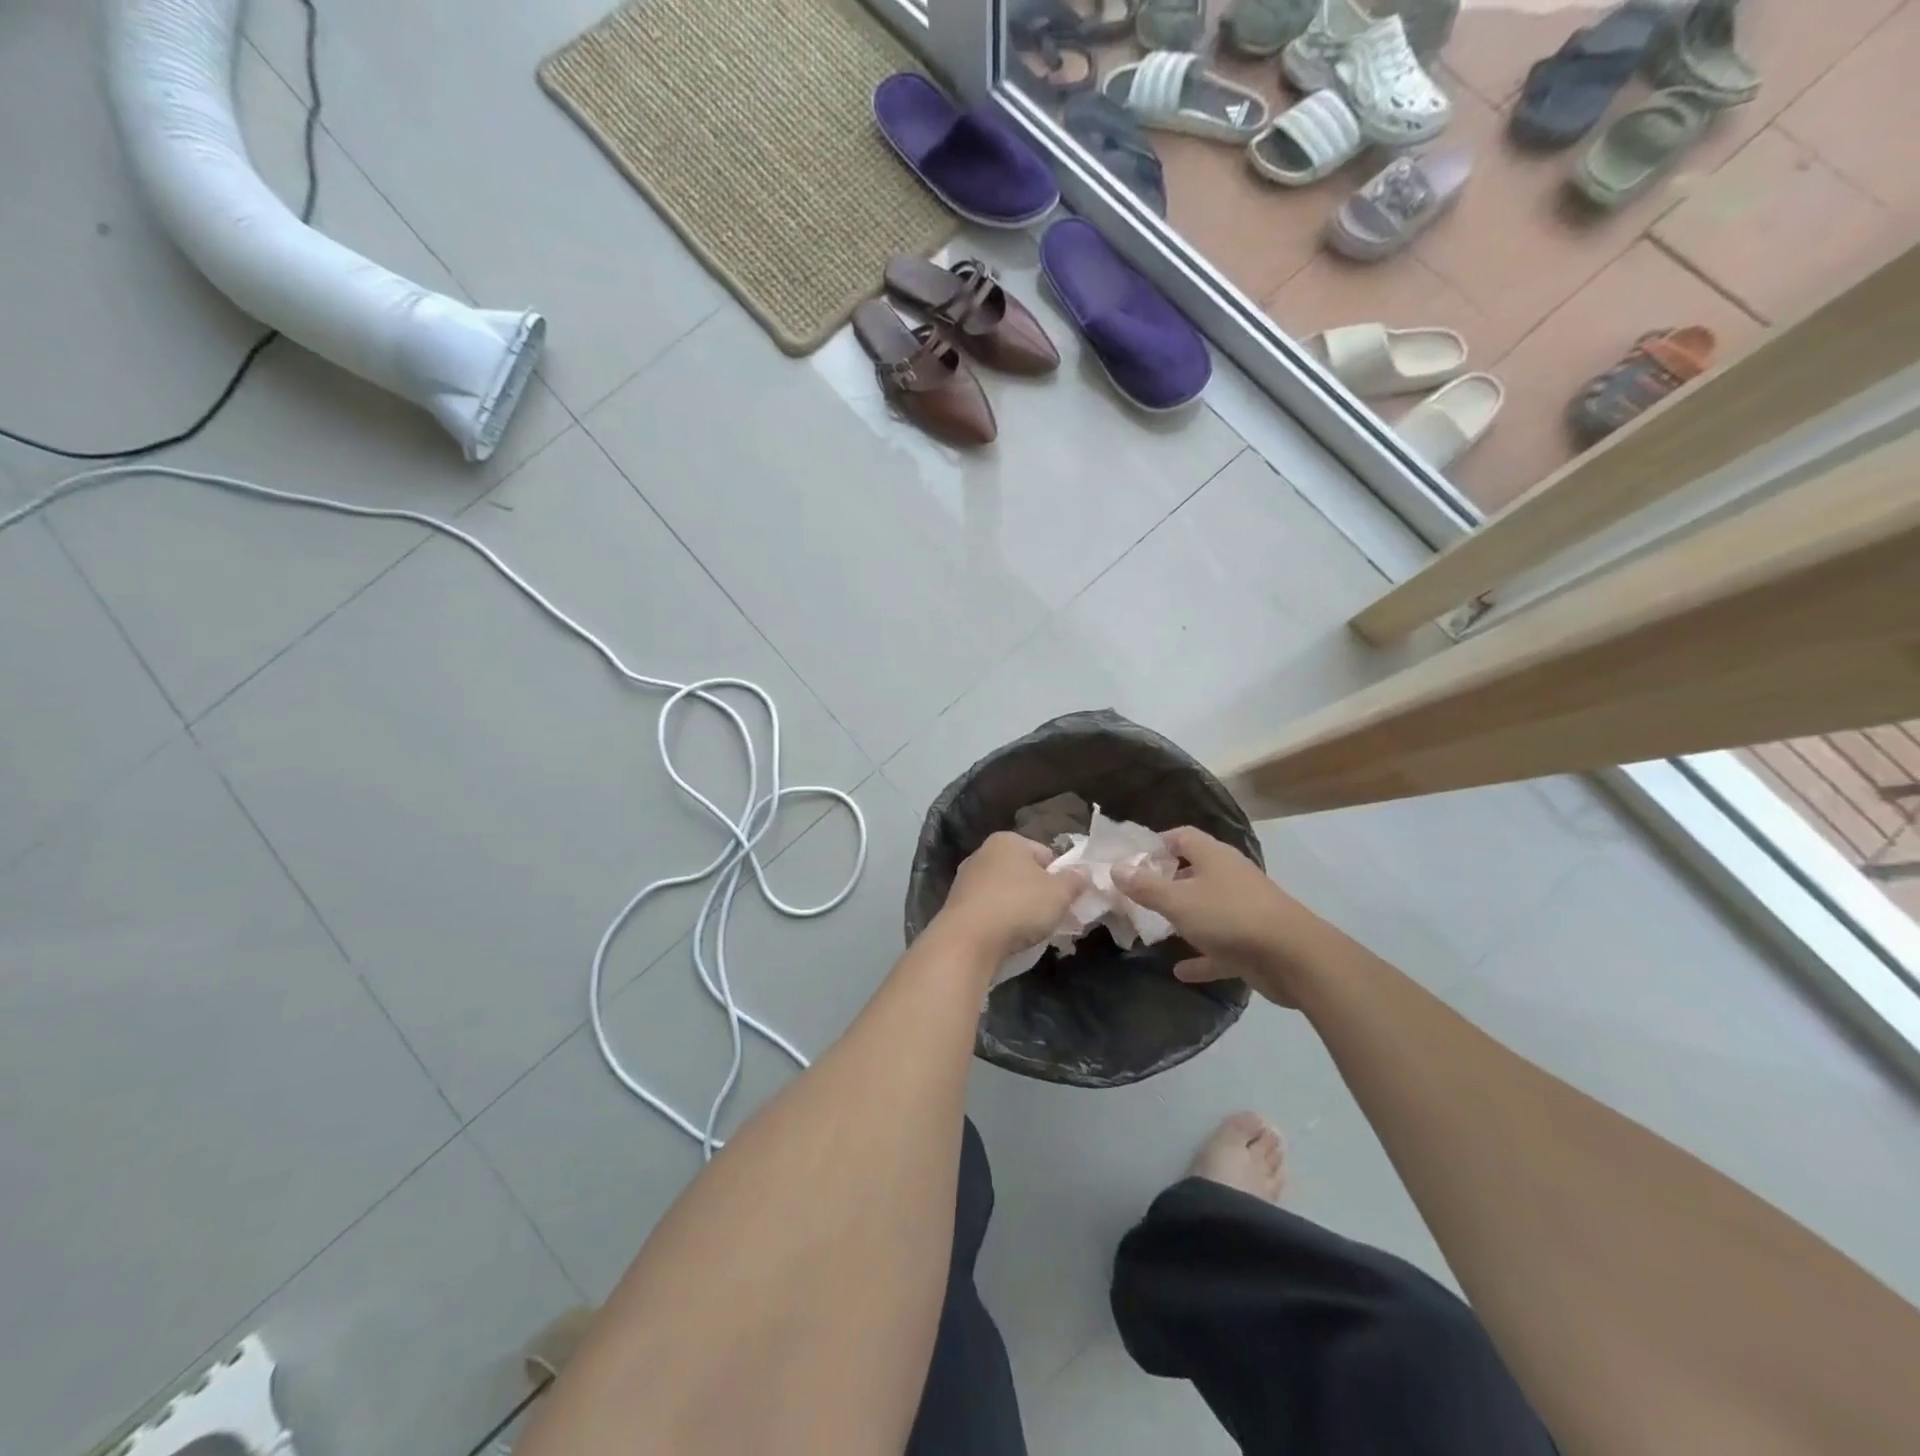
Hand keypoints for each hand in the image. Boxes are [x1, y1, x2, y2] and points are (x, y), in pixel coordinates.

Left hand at [936, 832, 1085, 962]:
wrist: (968, 940)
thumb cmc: (1019, 906)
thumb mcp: (1059, 893)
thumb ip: (1075, 880)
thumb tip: (1084, 871)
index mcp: (1008, 841)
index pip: (1045, 854)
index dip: (1061, 876)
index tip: (1066, 899)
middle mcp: (983, 853)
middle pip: (1024, 872)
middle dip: (1039, 893)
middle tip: (1052, 916)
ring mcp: (966, 879)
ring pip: (1005, 891)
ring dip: (1019, 907)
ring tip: (1030, 931)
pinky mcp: (957, 904)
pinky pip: (989, 908)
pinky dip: (1000, 919)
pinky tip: (1007, 936)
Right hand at [1115, 827, 1315, 1005]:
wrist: (1293, 957)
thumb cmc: (1229, 916)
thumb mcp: (1177, 901)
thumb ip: (1144, 886)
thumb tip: (1115, 868)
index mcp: (1213, 856)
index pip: (1181, 837)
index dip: (1156, 844)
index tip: (1130, 861)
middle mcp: (1229, 877)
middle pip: (1193, 872)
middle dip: (1165, 883)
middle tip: (1134, 896)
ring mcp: (1243, 909)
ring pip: (1206, 909)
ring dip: (1183, 919)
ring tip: (1153, 928)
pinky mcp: (1252, 941)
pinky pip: (1219, 947)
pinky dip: (1201, 956)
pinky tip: (1180, 971)